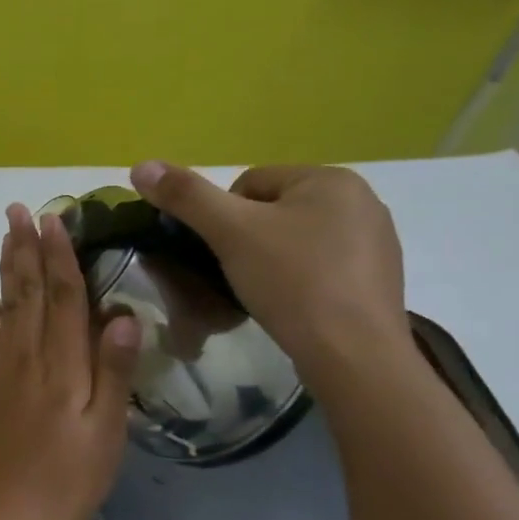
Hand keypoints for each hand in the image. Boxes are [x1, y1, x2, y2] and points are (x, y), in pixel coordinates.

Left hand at [0, 204, 140, 519]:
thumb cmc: (64, 480)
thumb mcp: (105, 435)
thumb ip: (114, 373)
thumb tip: (124, 315)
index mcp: (62, 365)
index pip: (64, 297)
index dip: (61, 256)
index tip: (54, 219)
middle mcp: (26, 356)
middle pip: (29, 291)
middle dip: (27, 248)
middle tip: (19, 210)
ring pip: (5, 307)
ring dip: (7, 268)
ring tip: (6, 236)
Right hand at [129, 161, 410, 387]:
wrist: (352, 353)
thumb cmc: (291, 281)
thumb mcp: (230, 233)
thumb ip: (185, 196)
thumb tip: (140, 166)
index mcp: (330, 178)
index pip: (250, 183)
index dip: (223, 218)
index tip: (221, 253)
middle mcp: (361, 200)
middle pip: (274, 211)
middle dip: (248, 240)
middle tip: (238, 276)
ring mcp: (376, 241)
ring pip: (297, 240)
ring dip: (273, 261)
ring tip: (264, 294)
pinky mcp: (378, 279)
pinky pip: (322, 267)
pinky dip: (301, 282)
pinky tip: (294, 307)